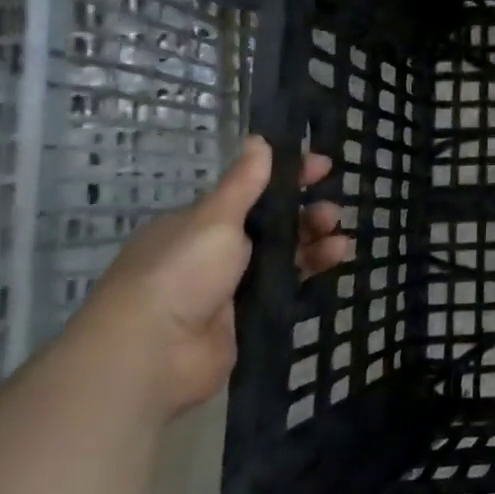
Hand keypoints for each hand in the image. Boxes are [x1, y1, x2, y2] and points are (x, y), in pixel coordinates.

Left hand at [69, 135, 352, 417]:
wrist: (153, 354)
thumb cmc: (179, 272)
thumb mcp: (214, 218)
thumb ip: (243, 182)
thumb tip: (259, 139)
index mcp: (197, 225)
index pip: (250, 192)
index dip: (287, 177)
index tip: (323, 168)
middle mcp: (212, 253)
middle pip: (271, 225)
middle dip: (305, 213)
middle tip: (333, 212)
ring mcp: (230, 288)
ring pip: (283, 256)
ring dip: (314, 242)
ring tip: (341, 240)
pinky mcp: (248, 318)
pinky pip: (287, 287)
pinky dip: (312, 271)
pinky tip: (336, 260)